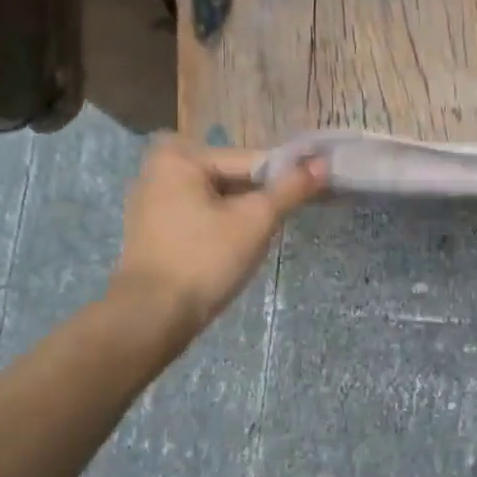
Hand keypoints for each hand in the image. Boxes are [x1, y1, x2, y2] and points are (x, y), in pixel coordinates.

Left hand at [110, 136, 326, 337]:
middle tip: (285, 218)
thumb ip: (291, 188)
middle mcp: (159, 170)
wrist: (152, 317)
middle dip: (260, 196)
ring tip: (264, 235)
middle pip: (230, 176)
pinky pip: (199, 215)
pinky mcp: (152, 230)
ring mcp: (151, 202)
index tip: (315, 190)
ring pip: (216, 198)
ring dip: (242, 211)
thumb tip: (324, 163)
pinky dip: (221, 224)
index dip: (285, 177)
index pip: (249, 160)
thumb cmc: (205, 259)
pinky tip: (237, 247)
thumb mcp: (256, 220)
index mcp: (180, 158)